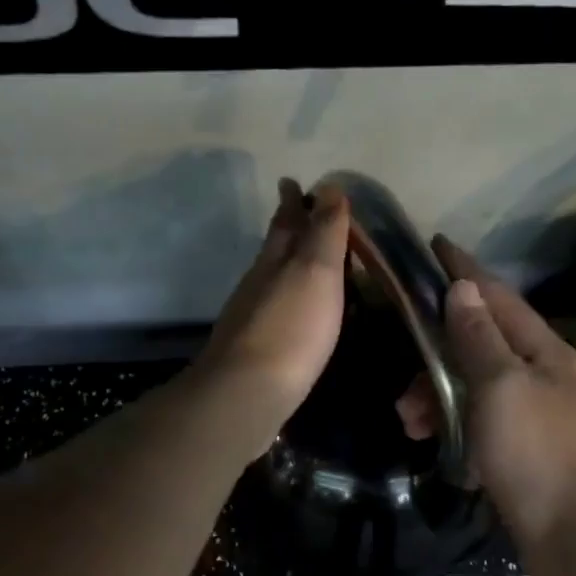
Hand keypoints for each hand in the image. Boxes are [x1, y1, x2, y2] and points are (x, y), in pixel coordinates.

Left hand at [194, 179, 349, 453]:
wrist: (247, 393)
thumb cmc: (291, 328)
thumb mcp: (316, 271)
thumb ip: (324, 232)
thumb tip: (328, 187)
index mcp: (275, 260)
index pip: (285, 222)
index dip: (292, 202)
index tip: (293, 182)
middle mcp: (258, 283)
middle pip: (273, 248)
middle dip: (286, 228)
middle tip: (298, 213)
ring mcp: (252, 318)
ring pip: (271, 279)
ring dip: (286, 265)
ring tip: (303, 261)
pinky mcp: (254, 350)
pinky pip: (274, 311)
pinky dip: (287, 300)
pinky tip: (295, 313)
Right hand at [398, 238, 575, 575]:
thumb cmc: (540, 455)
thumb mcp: (502, 387)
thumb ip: (479, 338)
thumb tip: (463, 289)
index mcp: (543, 351)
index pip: (497, 296)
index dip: (464, 270)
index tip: (434, 246)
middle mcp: (542, 376)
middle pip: (480, 343)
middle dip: (436, 354)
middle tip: (402, 381)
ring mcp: (536, 417)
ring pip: (475, 388)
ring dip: (438, 397)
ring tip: (409, 424)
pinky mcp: (525, 455)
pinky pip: (479, 425)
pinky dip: (454, 428)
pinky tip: (436, 447)